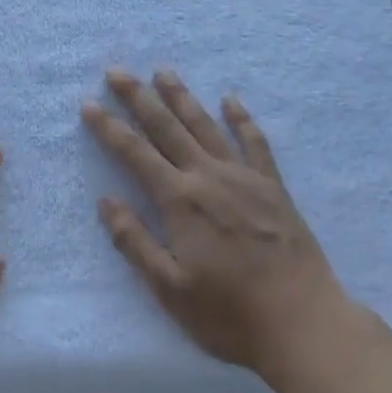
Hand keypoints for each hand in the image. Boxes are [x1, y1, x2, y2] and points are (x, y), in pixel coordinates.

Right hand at [83, 69, 365, 389]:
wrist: (303, 321)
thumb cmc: (229, 314)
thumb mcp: (170, 289)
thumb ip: (134, 242)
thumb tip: (106, 201)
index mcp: (180, 201)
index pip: (135, 153)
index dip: (109, 128)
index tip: (89, 104)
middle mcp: (208, 177)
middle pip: (166, 128)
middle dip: (138, 97)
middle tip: (117, 71)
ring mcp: (244, 177)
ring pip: (205, 125)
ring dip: (181, 97)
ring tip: (163, 71)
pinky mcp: (273, 186)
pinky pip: (254, 142)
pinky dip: (241, 118)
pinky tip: (230, 100)